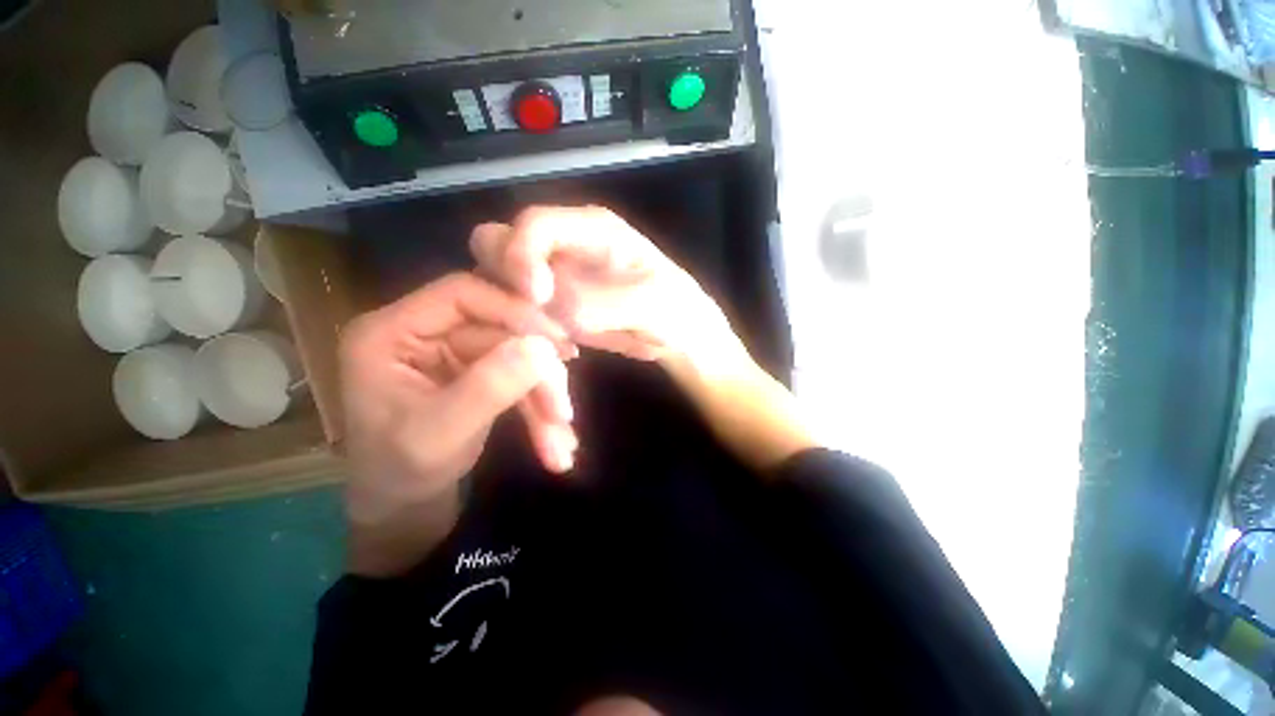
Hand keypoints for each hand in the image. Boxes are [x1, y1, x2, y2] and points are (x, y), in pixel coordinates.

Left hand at [338, 273, 575, 573]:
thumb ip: (489, 387)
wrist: (402, 504)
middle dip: (538, 376)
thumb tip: (543, 347)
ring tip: (561, 442)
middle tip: (563, 412)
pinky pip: (519, 379)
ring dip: (544, 399)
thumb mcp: (440, 434)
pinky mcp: (478, 371)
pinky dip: (540, 409)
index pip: (463, 295)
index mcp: (392, 332)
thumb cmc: (400, 472)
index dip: (514, 311)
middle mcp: (425, 333)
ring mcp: (455, 352)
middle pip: (501, 333)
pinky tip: (557, 442)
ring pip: (517, 358)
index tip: (557, 342)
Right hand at [469, 206, 742, 365]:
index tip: (538, 298)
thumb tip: (554, 306)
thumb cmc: (675, 309)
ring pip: (497, 283)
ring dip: (515, 314)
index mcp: (591, 229)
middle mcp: (562, 246)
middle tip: (542, 323)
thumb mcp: (651, 302)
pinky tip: (567, 349)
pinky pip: (517, 314)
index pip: (534, 223)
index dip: (521, 255)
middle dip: (506, 284)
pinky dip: (529, 333)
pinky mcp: (550, 305)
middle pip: (495, 244)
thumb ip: (601, 301)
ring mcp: (552, 276)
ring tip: (562, 342)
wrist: (677, 335)